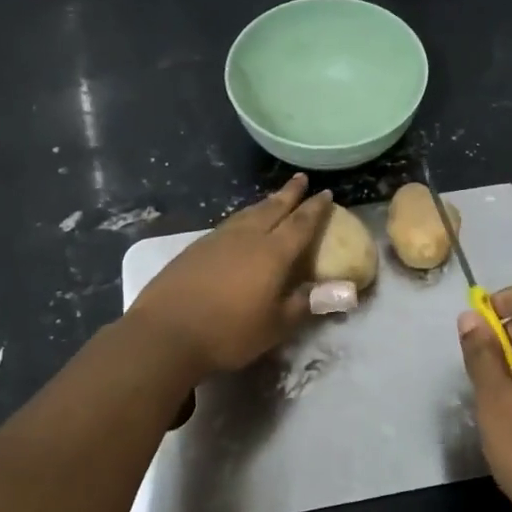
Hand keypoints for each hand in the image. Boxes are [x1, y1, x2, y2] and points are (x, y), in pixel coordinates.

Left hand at [127, 174, 333, 378]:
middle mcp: (247, 237)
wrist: (166, 332)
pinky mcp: (196, 248)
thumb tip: (344, 291)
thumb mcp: (276, 325)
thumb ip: (307, 303)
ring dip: (265, 203)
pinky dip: (243, 218)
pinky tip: (239, 224)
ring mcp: (218, 239)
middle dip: (290, 194)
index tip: (326, 194)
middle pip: (273, 208)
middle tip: (301, 179)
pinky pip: (229, 224)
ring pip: (248, 213)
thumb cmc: (229, 332)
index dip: (315, 209)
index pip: (301, 224)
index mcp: (273, 253)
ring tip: (274, 198)